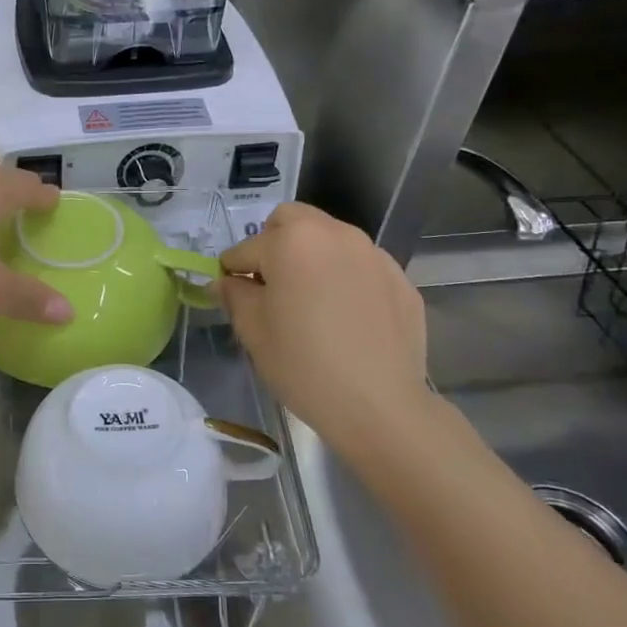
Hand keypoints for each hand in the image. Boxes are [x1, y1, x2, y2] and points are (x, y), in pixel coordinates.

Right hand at [217, 203, 435, 460]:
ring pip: (330, 240)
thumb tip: (226, 282)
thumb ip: (234, 295)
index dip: (232, 272)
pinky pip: (361, 267)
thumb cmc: (304, 365)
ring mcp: (374, 255)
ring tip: (311, 303)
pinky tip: (346, 319)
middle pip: (293, 221)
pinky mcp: (401, 280)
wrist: (380, 406)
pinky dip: (346, 279)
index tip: (231, 295)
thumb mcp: (253, 331)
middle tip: (271, 285)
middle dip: (274, 243)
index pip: (246, 248)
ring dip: (312, 258)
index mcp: (293, 241)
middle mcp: (336, 234)